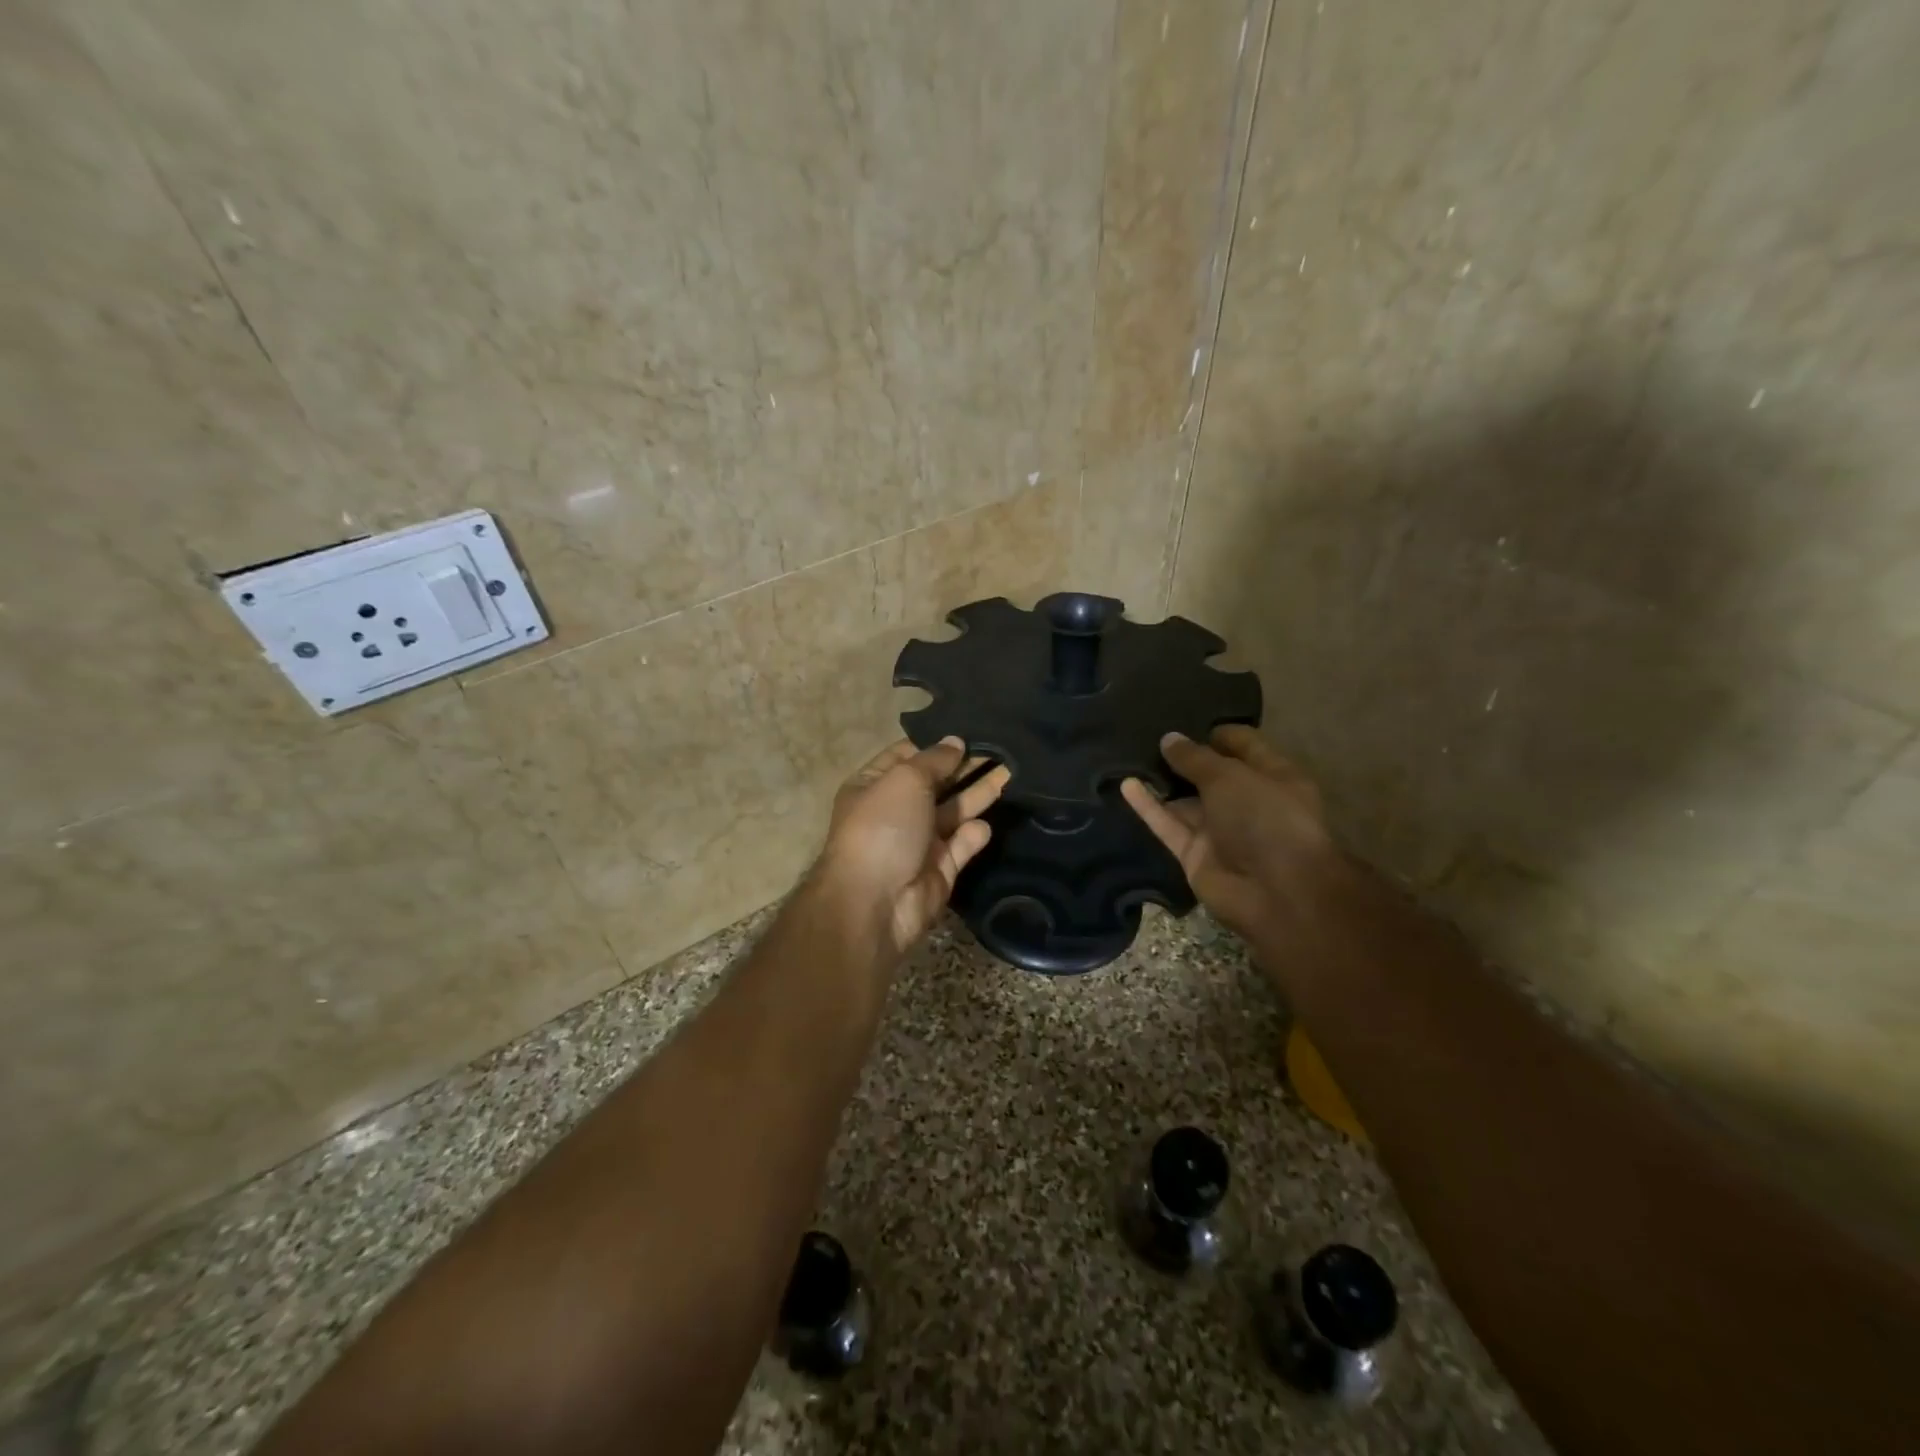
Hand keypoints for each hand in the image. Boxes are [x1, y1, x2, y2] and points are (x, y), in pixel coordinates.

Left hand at [815, 737, 1009, 961]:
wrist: (876, 903)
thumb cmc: (883, 828)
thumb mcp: (905, 780)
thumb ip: (934, 760)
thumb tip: (955, 742)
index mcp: (873, 785)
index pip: (907, 755)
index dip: (936, 744)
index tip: (971, 731)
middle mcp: (895, 811)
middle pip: (936, 783)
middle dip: (965, 766)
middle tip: (1002, 748)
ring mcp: (918, 841)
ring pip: (954, 811)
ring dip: (979, 793)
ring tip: (1011, 771)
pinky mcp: (939, 869)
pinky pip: (961, 845)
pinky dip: (974, 835)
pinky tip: (986, 824)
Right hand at [1121, 726, 1336, 947]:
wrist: (1276, 893)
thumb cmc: (1266, 818)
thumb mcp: (1230, 777)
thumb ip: (1195, 757)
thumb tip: (1169, 738)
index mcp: (1273, 776)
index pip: (1243, 746)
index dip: (1216, 732)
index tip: (1183, 718)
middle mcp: (1247, 802)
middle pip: (1210, 775)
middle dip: (1182, 757)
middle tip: (1146, 734)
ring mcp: (1220, 831)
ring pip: (1185, 801)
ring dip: (1161, 782)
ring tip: (1127, 755)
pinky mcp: (1195, 855)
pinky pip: (1168, 825)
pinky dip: (1149, 807)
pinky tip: (1125, 784)